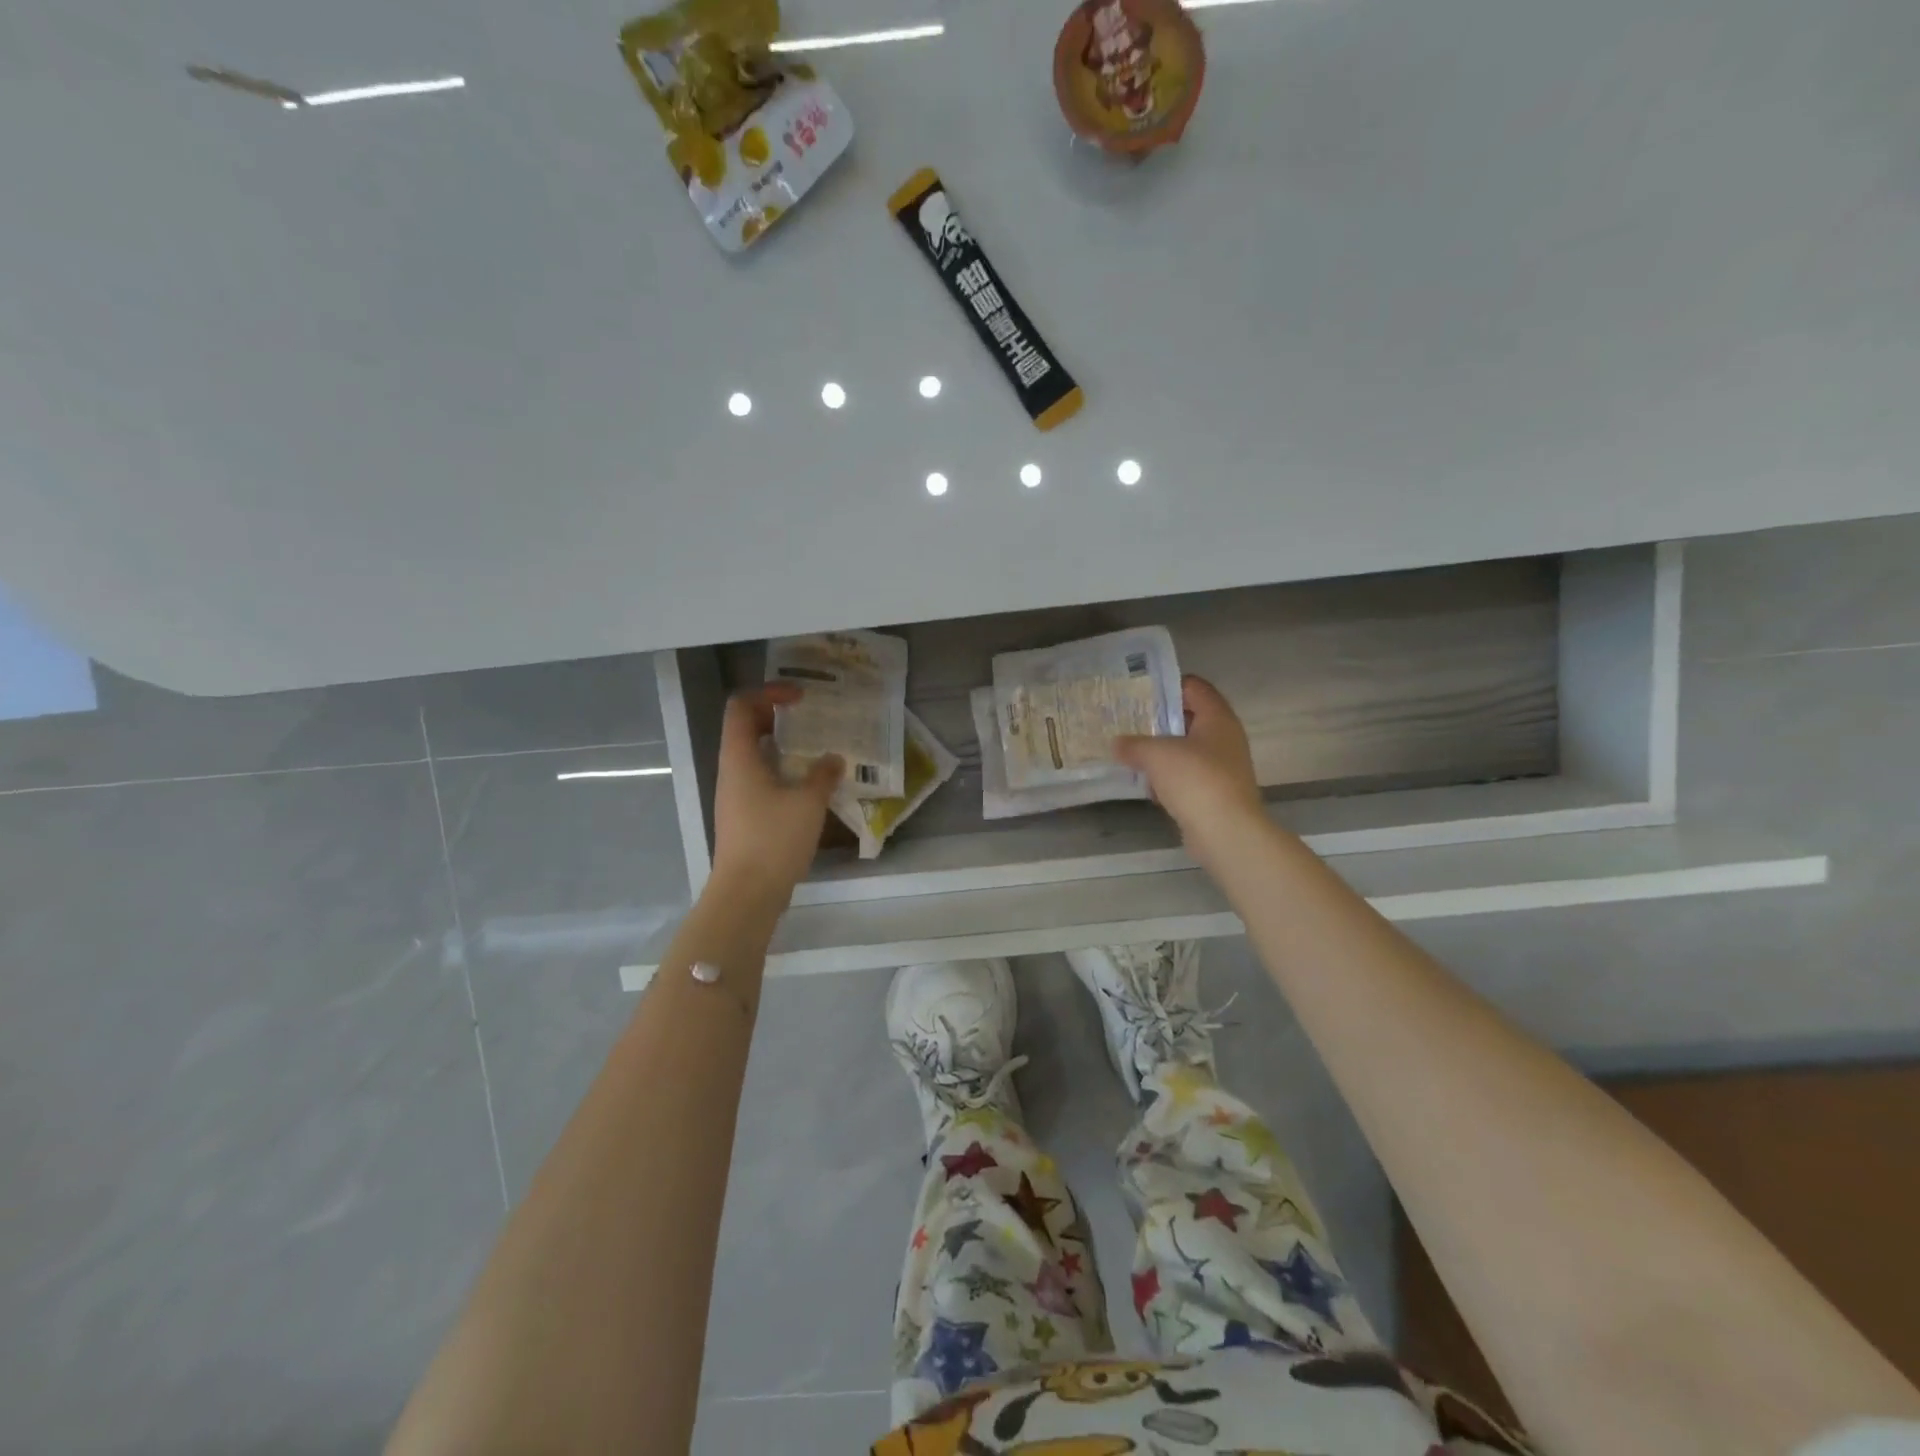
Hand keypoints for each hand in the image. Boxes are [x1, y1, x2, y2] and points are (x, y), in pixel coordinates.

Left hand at [710, 683, 842, 899]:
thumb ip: (823, 775)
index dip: (769, 693)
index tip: (801, 699)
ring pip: (756, 756)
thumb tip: (833, 758)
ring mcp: (736, 795)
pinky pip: (762, 780)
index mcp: (739, 758)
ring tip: (818, 750)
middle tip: (812, 720)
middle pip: (747, 728)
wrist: (747, 894)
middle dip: (779, 718)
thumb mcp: (808, 803)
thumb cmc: (774, 840)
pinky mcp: (745, 816)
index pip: (741, 706)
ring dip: (784, 747)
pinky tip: (812, 785)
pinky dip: (784, 772)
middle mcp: (732, 771)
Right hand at [1114, 675, 1263, 863]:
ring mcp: (1222, 767)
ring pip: (1186, 750)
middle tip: (1127, 721)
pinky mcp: (1215, 793)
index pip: (1194, 687)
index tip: (1137, 692)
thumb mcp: (1156, 754)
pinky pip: (1187, 777)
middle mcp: (1224, 738)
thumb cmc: (1196, 780)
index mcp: (1217, 718)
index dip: (1166, 685)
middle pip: (1188, 718)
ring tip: (1129, 752)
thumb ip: (1133, 744)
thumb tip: (1117, 743)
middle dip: (1158, 720)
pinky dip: (1168, 779)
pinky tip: (1146, 786)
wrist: (1226, 832)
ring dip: (1161, 752)